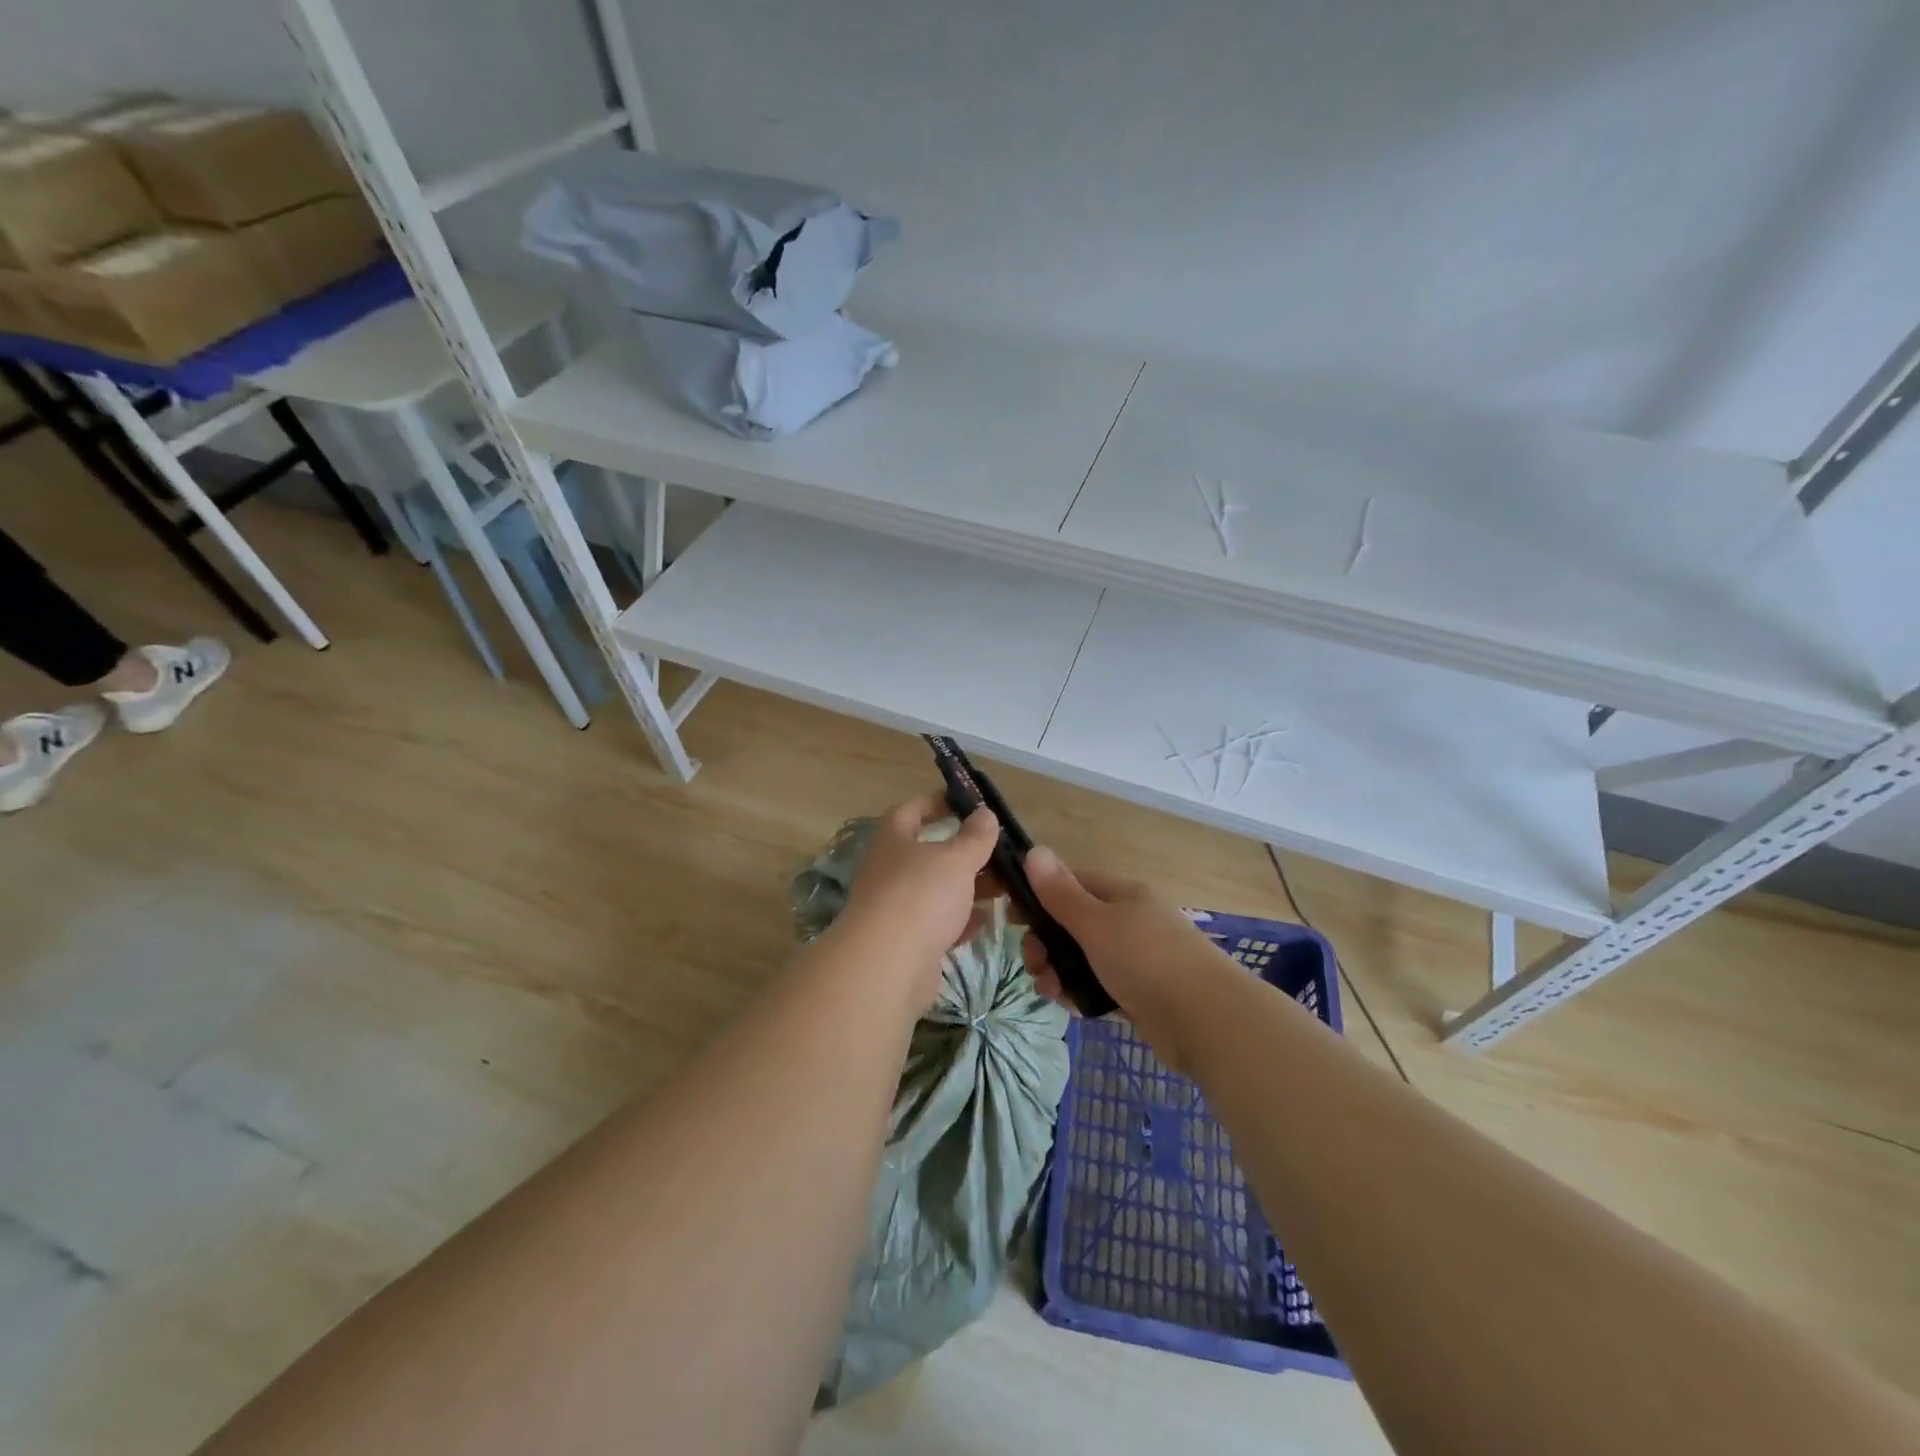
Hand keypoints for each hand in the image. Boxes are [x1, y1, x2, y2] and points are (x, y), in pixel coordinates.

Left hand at [836, 795, 999, 999]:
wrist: (888, 966)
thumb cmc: (921, 896)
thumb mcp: (956, 859)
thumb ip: (975, 837)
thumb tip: (985, 814)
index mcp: (894, 840)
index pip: (912, 810)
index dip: (937, 802)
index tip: (967, 804)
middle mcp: (890, 870)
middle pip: (929, 853)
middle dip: (964, 853)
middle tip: (999, 854)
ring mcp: (896, 908)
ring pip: (937, 890)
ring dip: (967, 888)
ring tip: (1003, 888)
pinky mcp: (906, 942)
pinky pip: (937, 924)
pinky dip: (960, 921)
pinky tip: (984, 921)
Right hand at [1020, 846, 1234, 1068]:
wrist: (1206, 1021)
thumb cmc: (1147, 960)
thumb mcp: (1096, 923)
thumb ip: (1061, 893)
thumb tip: (1034, 850)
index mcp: (1122, 895)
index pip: (1072, 883)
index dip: (1039, 895)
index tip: (1011, 916)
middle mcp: (1129, 921)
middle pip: (1073, 924)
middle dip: (1046, 943)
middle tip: (1034, 964)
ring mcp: (1136, 959)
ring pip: (1083, 958)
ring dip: (1059, 972)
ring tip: (1051, 992)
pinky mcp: (1139, 994)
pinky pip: (1099, 986)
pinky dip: (1081, 994)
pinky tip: (1073, 1009)